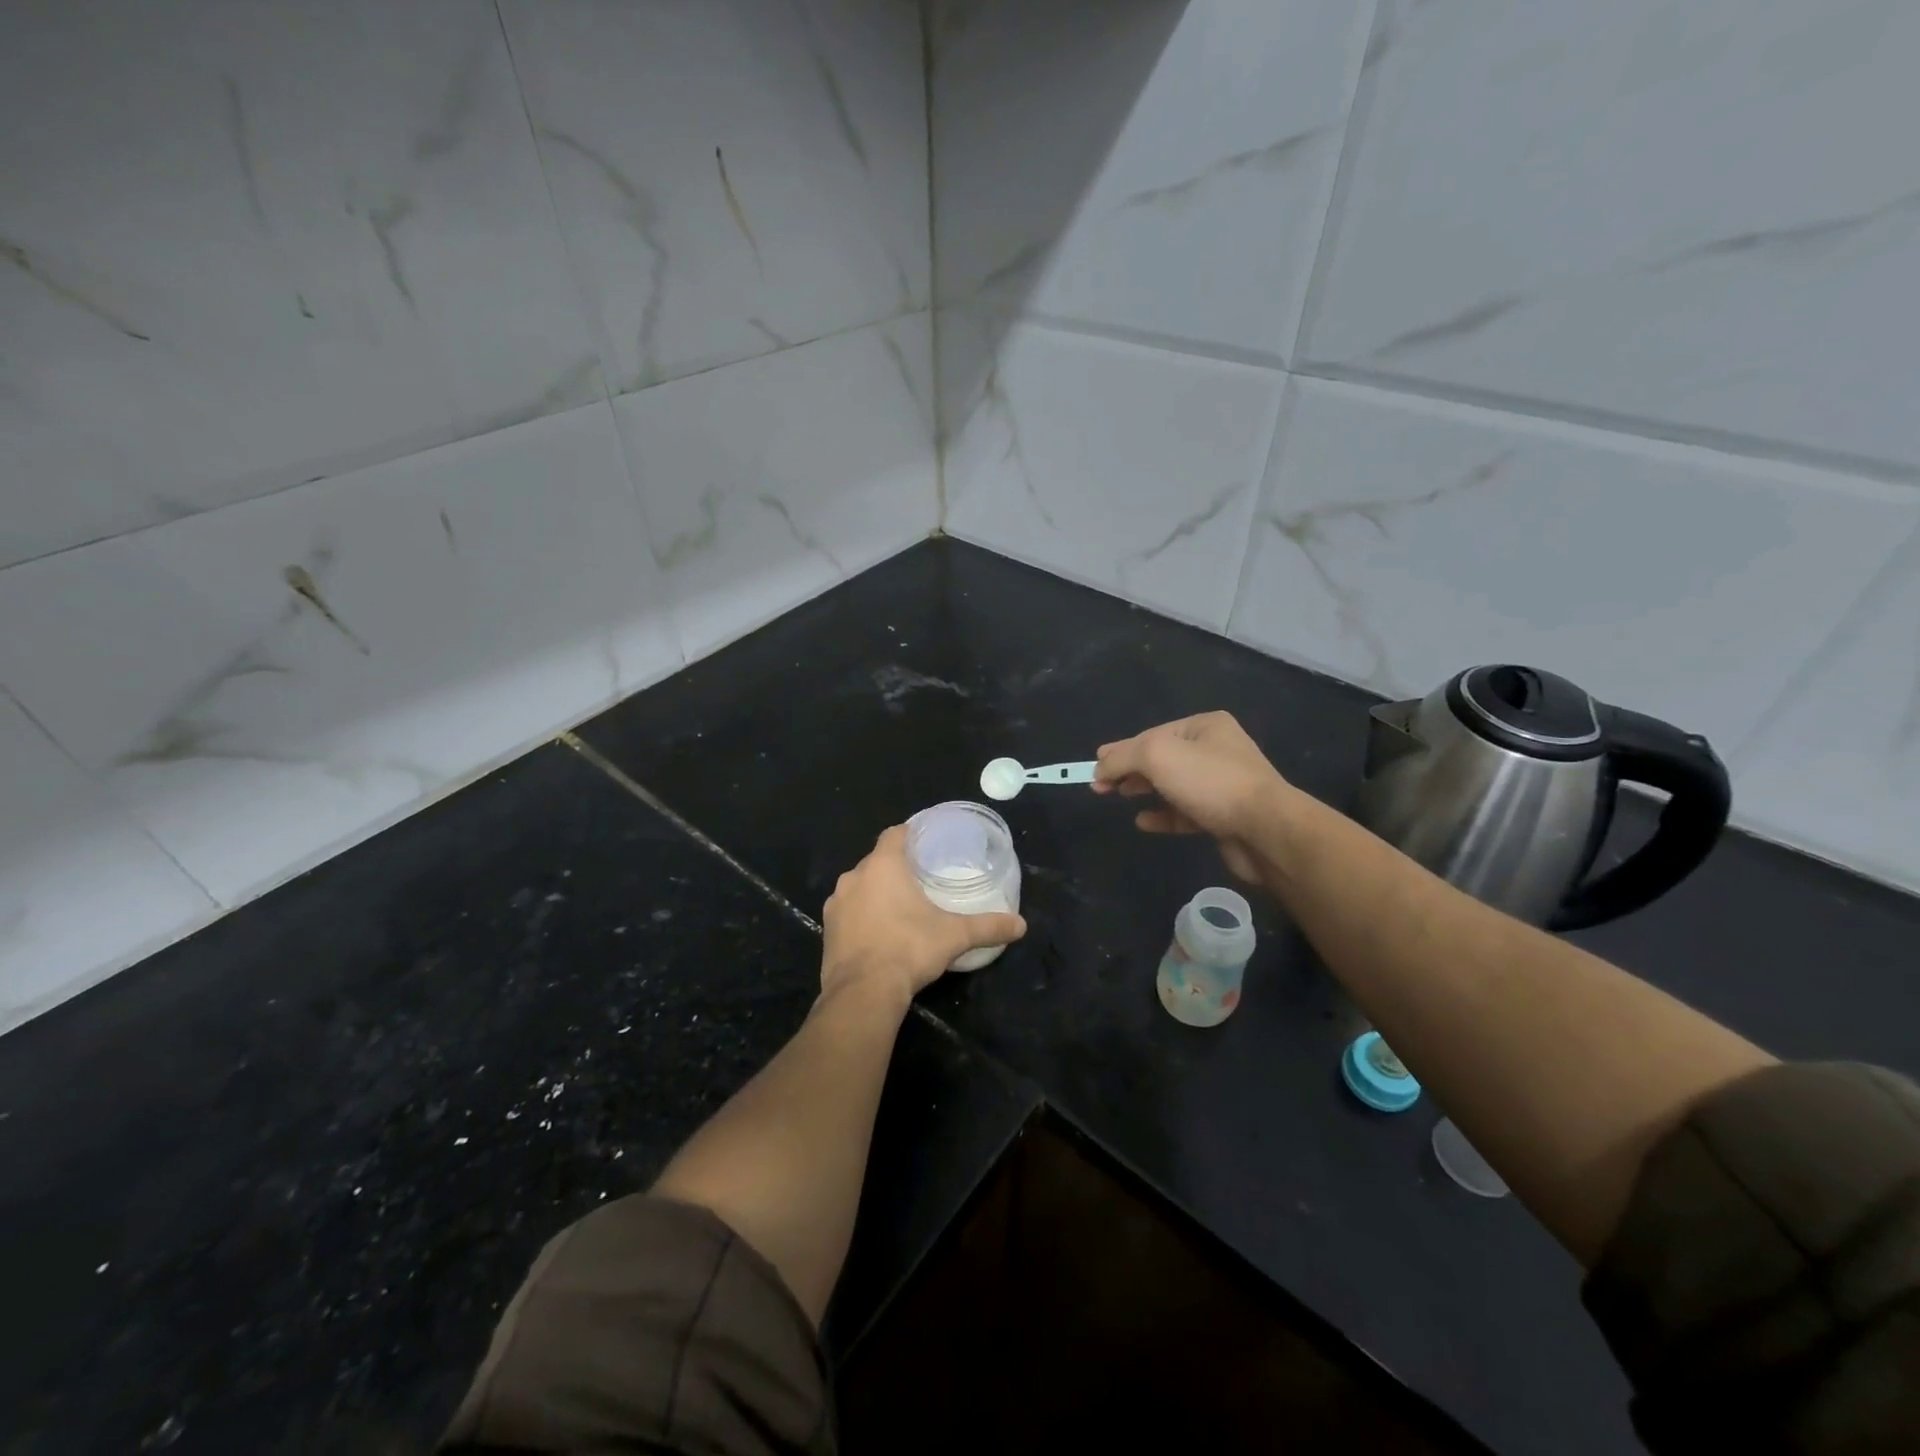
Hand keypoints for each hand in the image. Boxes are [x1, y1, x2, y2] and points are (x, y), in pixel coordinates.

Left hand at [820, 825, 1026, 1009]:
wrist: (862, 992)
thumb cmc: (909, 949)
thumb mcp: (954, 936)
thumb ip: (987, 927)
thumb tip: (1021, 925)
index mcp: (883, 866)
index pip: (895, 834)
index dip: (910, 834)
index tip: (926, 842)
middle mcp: (854, 876)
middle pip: (877, 860)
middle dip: (896, 866)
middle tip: (920, 878)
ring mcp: (836, 904)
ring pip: (859, 886)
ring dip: (875, 892)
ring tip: (899, 906)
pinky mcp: (827, 929)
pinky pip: (847, 912)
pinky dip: (861, 915)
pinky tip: (878, 932)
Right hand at [1092, 712, 1294, 882]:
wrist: (1266, 830)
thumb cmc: (1211, 782)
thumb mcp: (1157, 755)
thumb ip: (1123, 756)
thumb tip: (1100, 767)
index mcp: (1205, 726)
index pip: (1152, 734)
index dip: (1121, 750)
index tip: (1094, 767)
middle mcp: (1217, 750)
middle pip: (1162, 758)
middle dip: (1130, 769)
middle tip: (1100, 785)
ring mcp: (1222, 785)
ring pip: (1173, 785)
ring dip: (1145, 790)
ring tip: (1118, 797)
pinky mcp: (1224, 817)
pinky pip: (1185, 812)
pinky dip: (1163, 815)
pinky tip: (1144, 821)